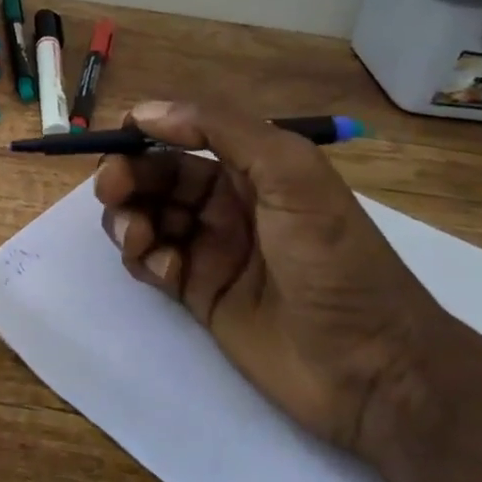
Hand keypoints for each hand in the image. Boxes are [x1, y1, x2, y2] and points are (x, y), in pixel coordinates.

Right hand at [93, 100, 450, 457]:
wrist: (372, 369)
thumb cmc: (334, 259)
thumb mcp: (291, 175)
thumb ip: (223, 129)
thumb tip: (148, 112)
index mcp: (252, 166)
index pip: (186, 134)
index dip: (148, 131)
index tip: (118, 139)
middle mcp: (228, 201)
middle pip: (158, 175)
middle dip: (127, 175)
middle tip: (110, 190)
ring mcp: (212, 248)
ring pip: (148, 216)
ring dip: (129, 218)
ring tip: (138, 238)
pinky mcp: (200, 293)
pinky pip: (154, 262)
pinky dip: (146, 259)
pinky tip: (166, 272)